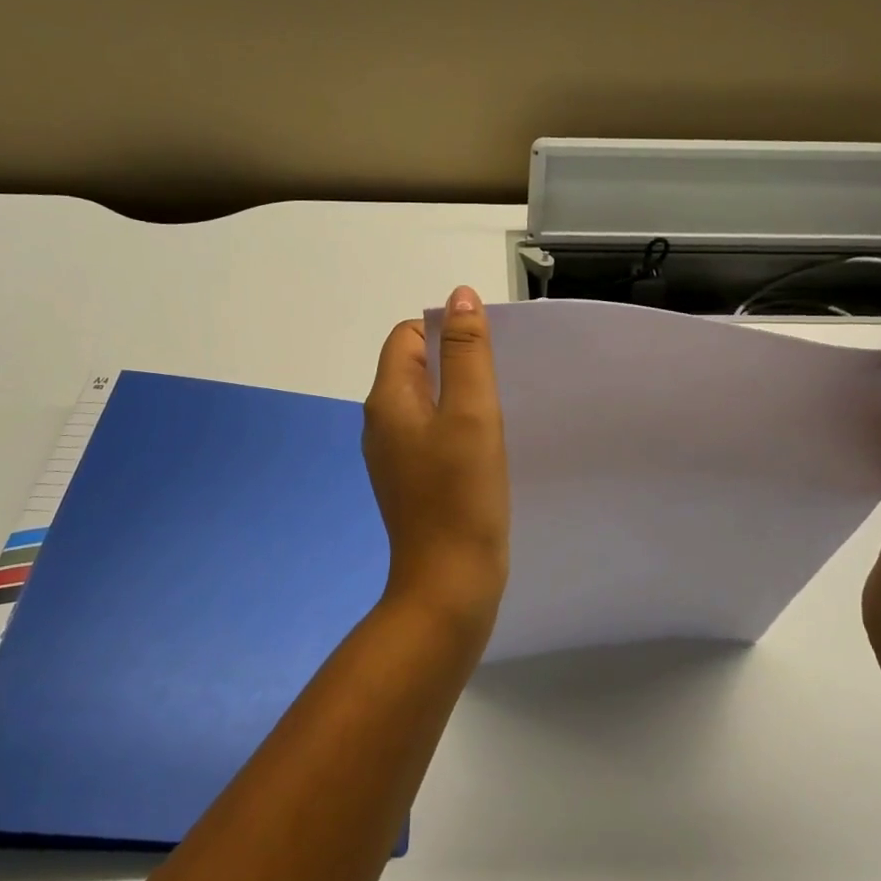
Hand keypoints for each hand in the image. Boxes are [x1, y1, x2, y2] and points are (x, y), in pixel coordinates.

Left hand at [362, 286, 510, 625]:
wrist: (449, 585)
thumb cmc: (462, 494)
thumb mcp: (471, 413)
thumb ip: (466, 352)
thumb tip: (460, 296)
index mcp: (387, 400)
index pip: (407, 337)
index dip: (445, 332)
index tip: (487, 354)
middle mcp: (381, 424)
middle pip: (415, 368)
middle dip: (456, 364)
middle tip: (499, 384)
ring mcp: (394, 457)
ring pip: (427, 404)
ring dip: (460, 399)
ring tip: (497, 416)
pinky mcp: (412, 483)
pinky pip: (433, 436)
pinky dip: (458, 430)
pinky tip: (485, 450)